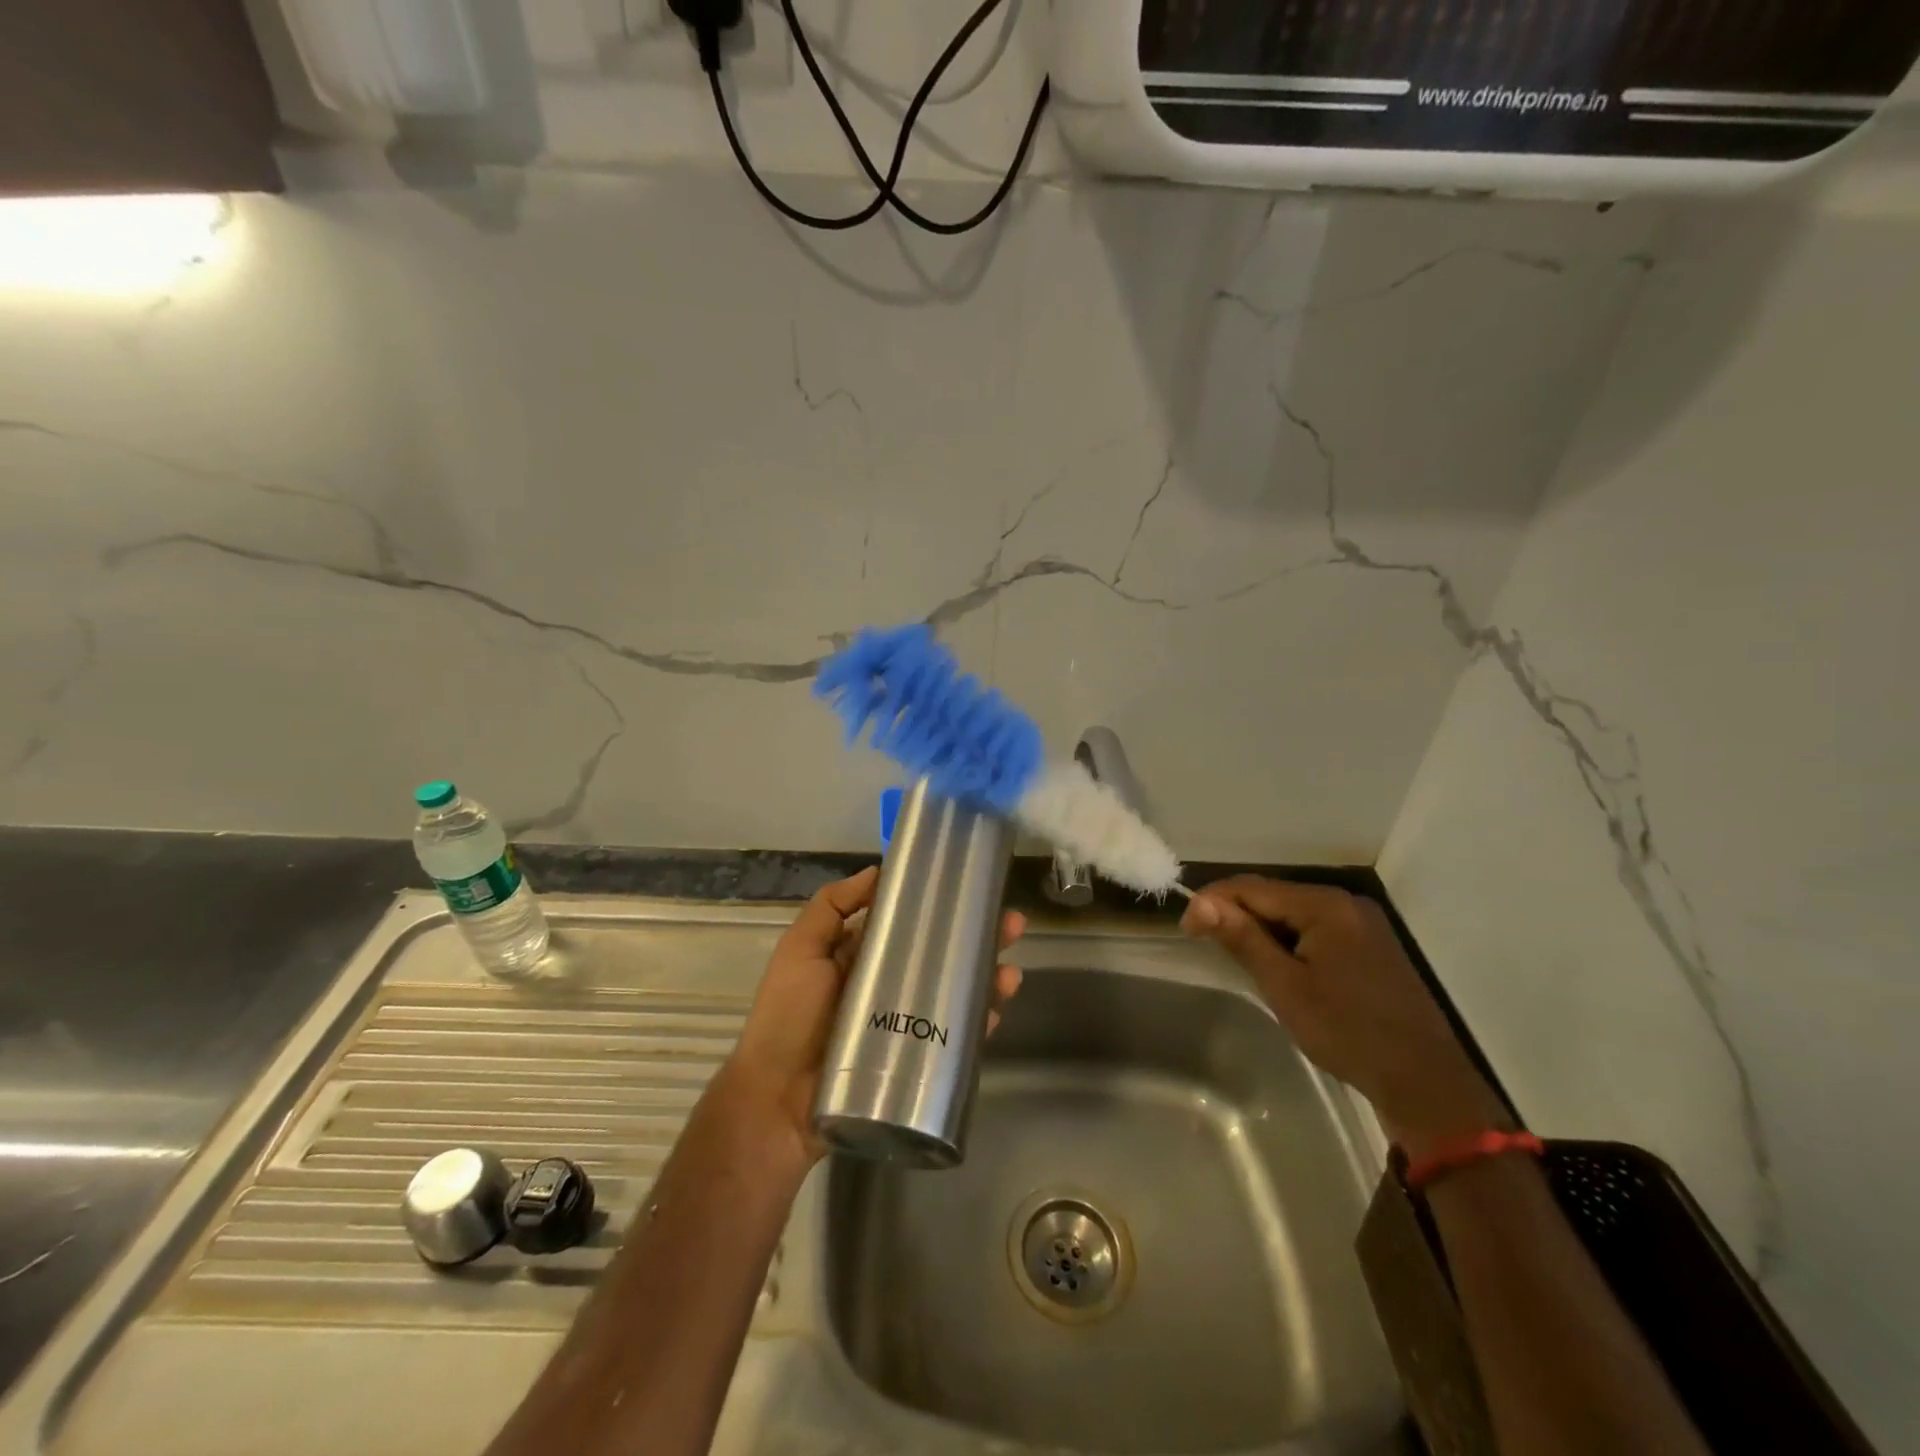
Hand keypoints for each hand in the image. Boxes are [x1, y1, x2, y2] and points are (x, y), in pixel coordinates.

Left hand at [721, 865, 1024, 1171]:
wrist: (777, 1104)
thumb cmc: (787, 1018)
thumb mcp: (800, 950)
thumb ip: (830, 907)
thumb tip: (877, 870)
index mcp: (862, 958)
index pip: (908, 924)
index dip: (938, 907)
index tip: (970, 888)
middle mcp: (887, 987)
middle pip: (940, 956)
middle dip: (977, 938)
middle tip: (1011, 924)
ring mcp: (904, 1025)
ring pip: (954, 995)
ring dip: (986, 978)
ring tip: (1010, 970)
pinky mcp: (914, 1062)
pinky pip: (953, 1039)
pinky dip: (979, 1024)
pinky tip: (997, 1008)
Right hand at [1180, 876, 1507, 1155]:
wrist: (1425, 1083)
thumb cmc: (1347, 1031)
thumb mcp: (1285, 986)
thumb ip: (1243, 939)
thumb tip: (1201, 903)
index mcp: (1325, 905)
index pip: (1252, 887)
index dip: (1213, 902)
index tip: (1185, 929)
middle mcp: (1345, 903)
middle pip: (1274, 896)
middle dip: (1236, 915)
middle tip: (1205, 943)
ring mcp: (1362, 924)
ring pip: (1294, 914)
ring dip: (1261, 929)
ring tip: (1235, 956)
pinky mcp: (1370, 946)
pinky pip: (1315, 930)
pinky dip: (1288, 941)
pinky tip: (1277, 965)